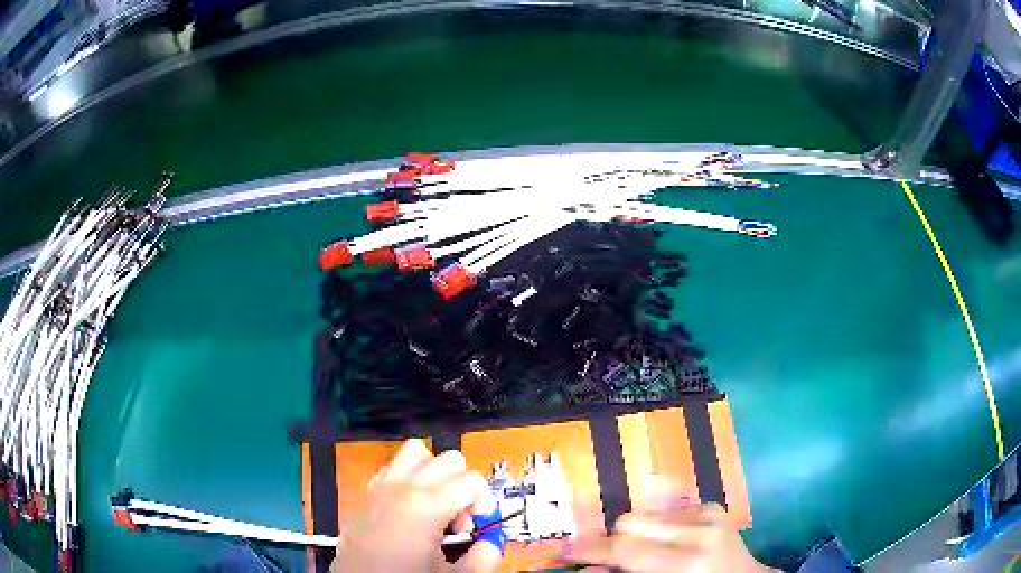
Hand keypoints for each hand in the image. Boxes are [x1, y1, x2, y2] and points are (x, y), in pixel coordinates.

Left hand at [332, 439, 501, 572]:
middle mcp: (402, 488)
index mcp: (426, 506)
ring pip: (416, 452)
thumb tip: (492, 542)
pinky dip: (409, 478)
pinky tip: (412, 510)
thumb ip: (485, 556)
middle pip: (448, 459)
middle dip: (463, 486)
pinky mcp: (366, 496)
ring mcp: (380, 488)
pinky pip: (392, 468)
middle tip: (460, 520)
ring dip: (435, 473)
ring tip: (438, 506)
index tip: (480, 526)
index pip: (472, 479)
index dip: (485, 502)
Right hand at [563, 503, 776, 572]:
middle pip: (630, 520)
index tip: (564, 550)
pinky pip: (665, 511)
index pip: (625, 549)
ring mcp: (708, 513)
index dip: (591, 550)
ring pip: (645, 513)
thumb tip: (586, 569)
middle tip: (604, 558)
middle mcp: (698, 530)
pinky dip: (655, 527)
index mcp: (687, 561)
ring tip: (641, 553)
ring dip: (634, 533)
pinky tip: (665, 544)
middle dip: (611, 540)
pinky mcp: (712, 506)